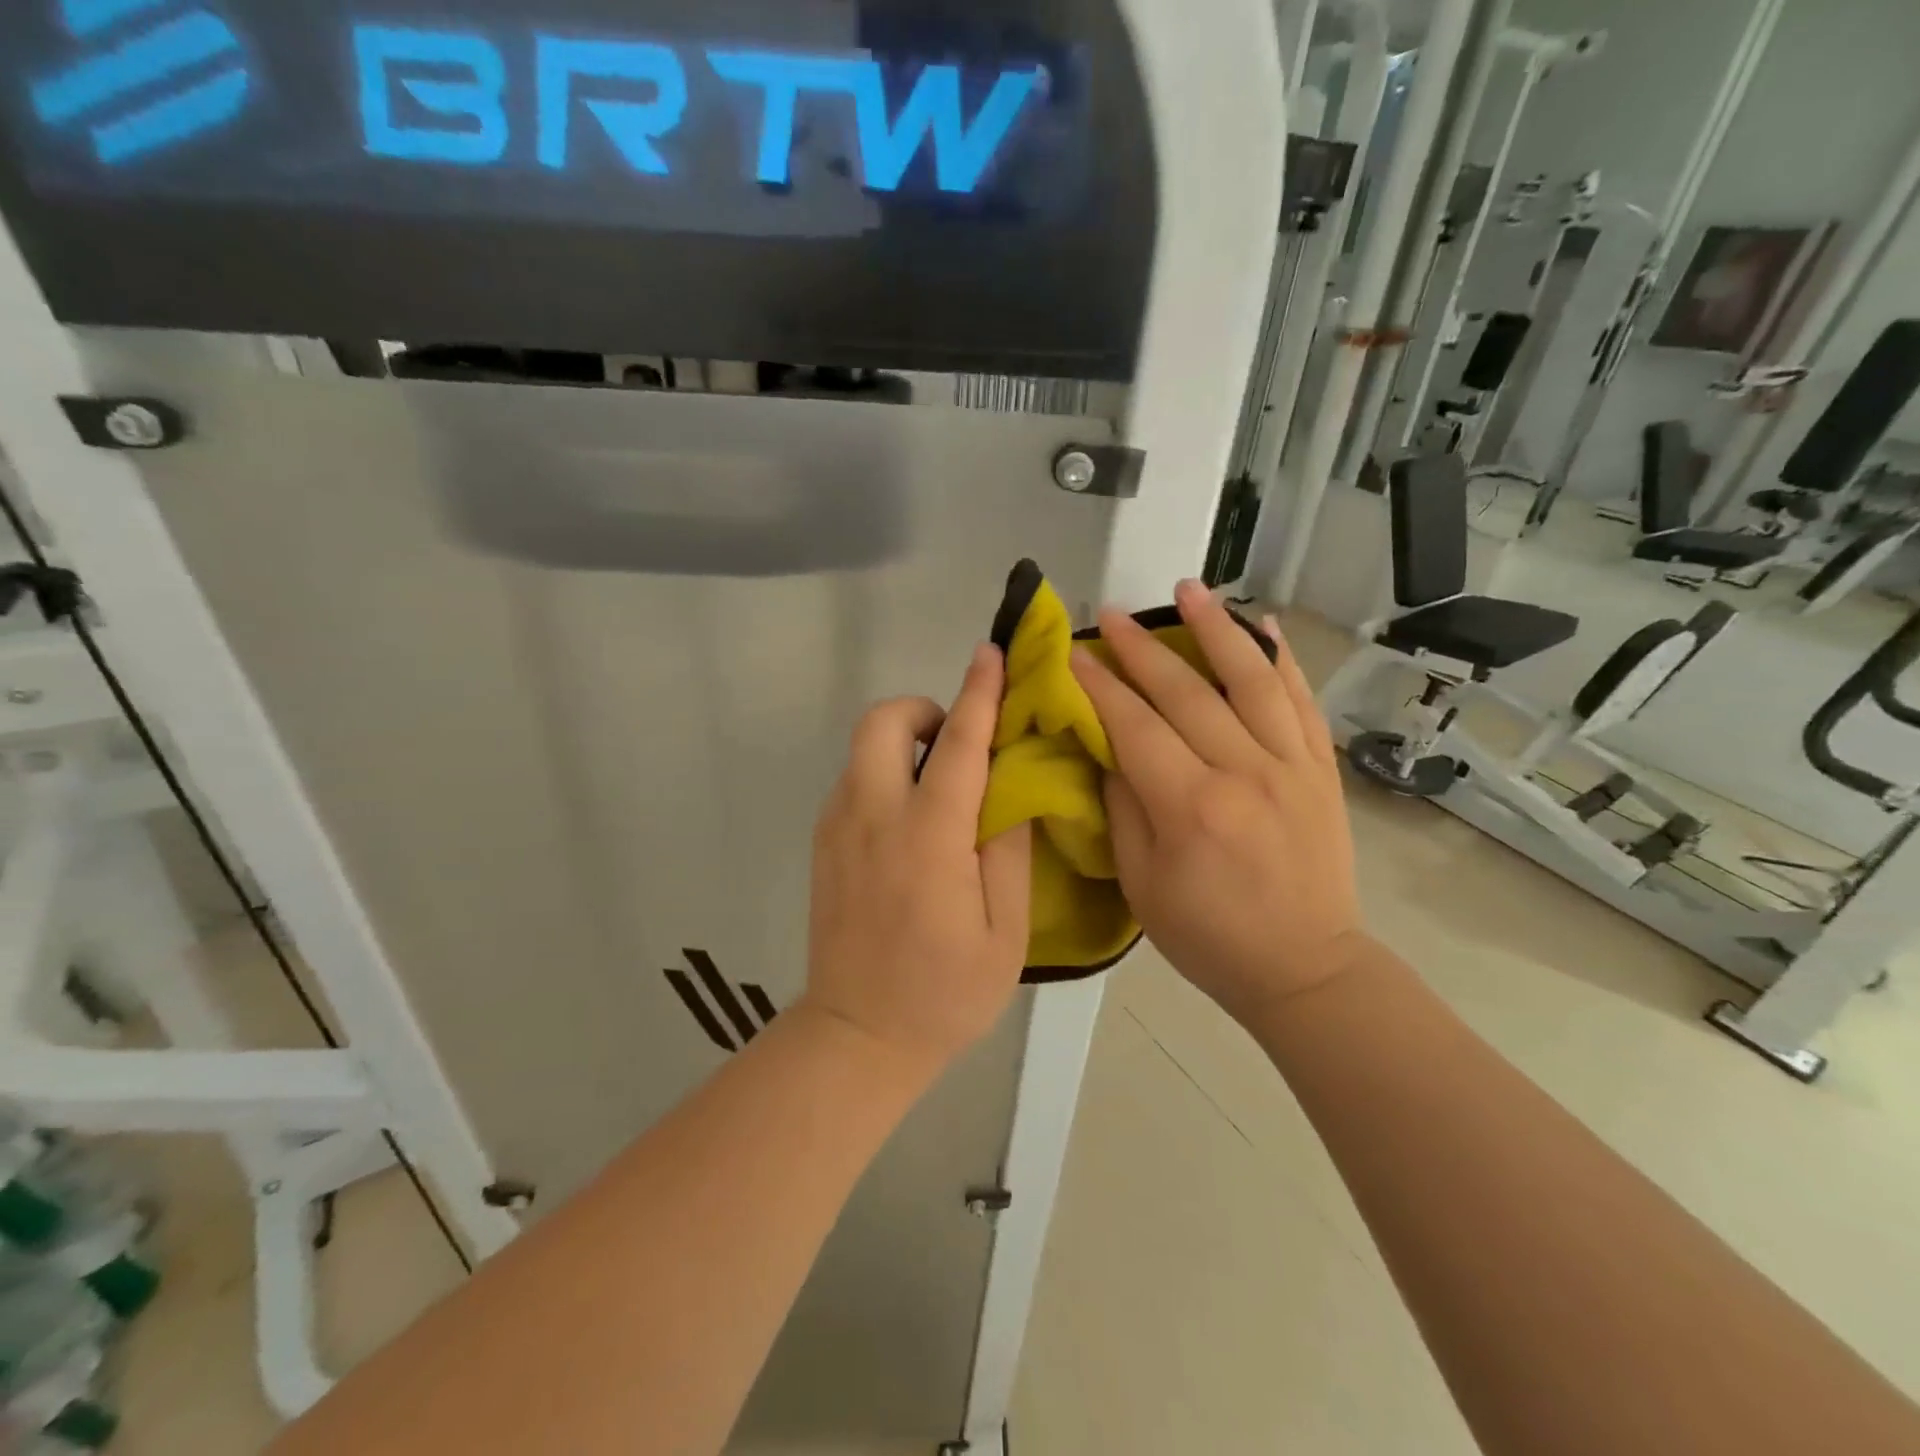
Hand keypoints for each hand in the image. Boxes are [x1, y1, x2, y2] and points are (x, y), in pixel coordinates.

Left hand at [804, 645, 1033, 1071]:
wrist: (857, 1037)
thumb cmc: (944, 993)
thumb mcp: (1004, 931)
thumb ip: (1008, 849)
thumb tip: (1011, 788)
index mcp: (928, 838)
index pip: (957, 746)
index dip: (978, 694)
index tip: (990, 653)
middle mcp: (872, 817)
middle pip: (881, 722)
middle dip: (921, 711)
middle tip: (955, 747)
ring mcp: (837, 828)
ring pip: (862, 749)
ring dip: (903, 745)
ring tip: (939, 792)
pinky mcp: (821, 843)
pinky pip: (853, 781)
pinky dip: (884, 776)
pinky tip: (909, 826)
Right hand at [1070, 580, 1366, 1023]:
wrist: (1305, 967)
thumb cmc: (1208, 937)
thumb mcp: (1141, 884)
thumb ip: (1123, 807)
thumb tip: (1109, 748)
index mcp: (1191, 808)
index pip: (1135, 726)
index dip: (1099, 685)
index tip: (1073, 652)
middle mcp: (1245, 772)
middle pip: (1186, 692)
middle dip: (1141, 647)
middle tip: (1111, 613)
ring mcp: (1292, 766)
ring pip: (1252, 679)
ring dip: (1217, 627)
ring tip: (1188, 590)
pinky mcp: (1321, 769)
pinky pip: (1302, 701)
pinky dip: (1281, 659)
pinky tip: (1263, 625)